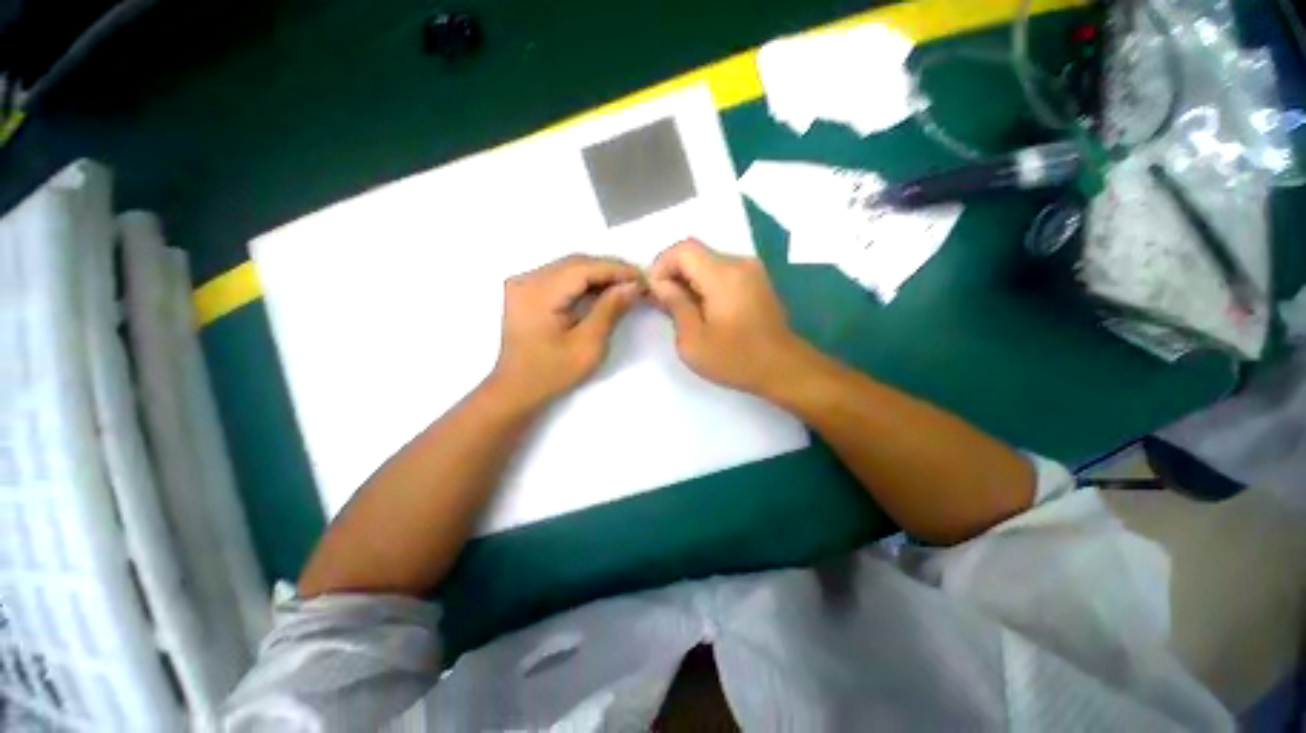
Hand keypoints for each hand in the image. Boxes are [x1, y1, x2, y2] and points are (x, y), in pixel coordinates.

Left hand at [490, 255, 643, 406]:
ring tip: (625, 286)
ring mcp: (523, 283)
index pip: (584, 268)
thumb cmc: (553, 372)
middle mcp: (527, 279)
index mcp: (538, 292)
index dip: (617, 269)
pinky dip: (584, 282)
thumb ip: (610, 310)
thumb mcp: (588, 344)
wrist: (517, 389)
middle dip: (610, 270)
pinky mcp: (526, 291)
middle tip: (638, 283)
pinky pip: (561, 277)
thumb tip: (634, 285)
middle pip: (576, 263)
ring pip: (570, 267)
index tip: (644, 278)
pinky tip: (602, 291)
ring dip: (599, 275)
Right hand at [648, 239, 809, 395]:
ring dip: (690, 280)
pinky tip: (704, 309)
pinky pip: (723, 272)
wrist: (783, 368)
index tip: (654, 292)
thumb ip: (675, 305)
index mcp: (723, 275)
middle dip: (674, 274)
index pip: (683, 249)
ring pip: (708, 263)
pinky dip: (706, 284)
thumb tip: (660, 284)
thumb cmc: (735, 359)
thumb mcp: (693, 340)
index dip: (662, 265)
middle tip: (665, 304)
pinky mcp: (757, 281)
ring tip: (683, 310)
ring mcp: (752, 271)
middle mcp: (739, 264)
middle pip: (696, 254)